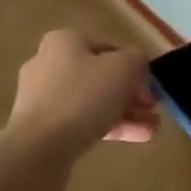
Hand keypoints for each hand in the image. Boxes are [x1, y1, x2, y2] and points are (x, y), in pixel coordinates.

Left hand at [6, 30, 158, 161]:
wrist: (38, 148)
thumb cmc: (82, 97)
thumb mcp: (122, 69)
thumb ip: (137, 60)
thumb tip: (138, 66)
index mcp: (64, 41)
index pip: (109, 48)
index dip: (135, 67)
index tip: (151, 88)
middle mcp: (48, 64)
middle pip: (101, 76)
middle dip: (131, 94)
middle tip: (152, 110)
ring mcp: (42, 98)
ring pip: (92, 102)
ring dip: (125, 113)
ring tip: (151, 130)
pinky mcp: (41, 128)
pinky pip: (80, 122)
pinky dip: (107, 128)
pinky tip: (135, 139)